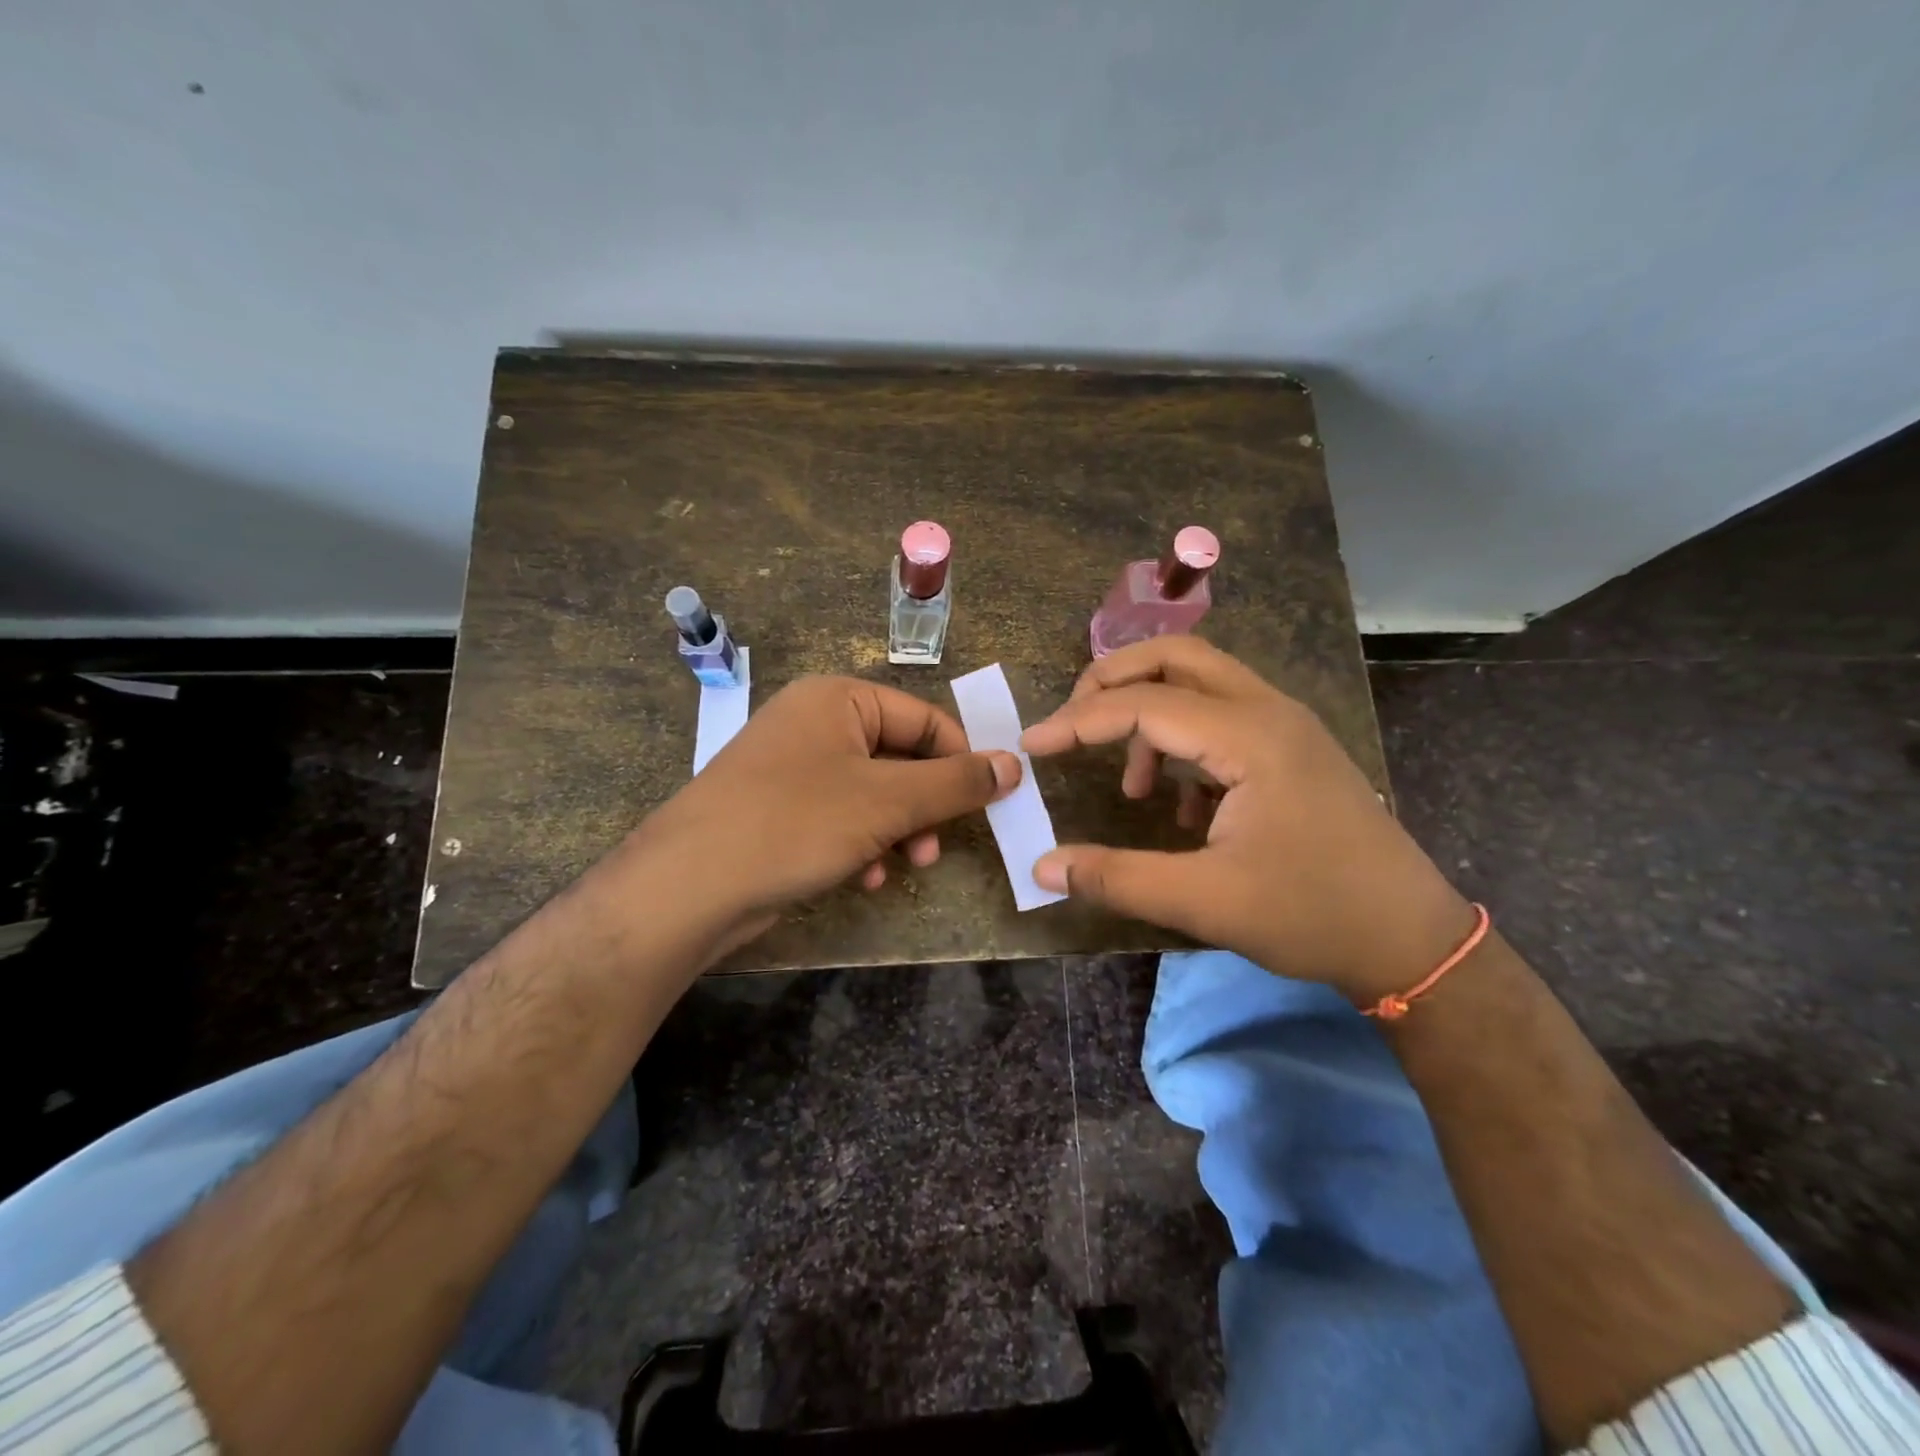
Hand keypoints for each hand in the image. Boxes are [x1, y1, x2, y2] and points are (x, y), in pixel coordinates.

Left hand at [627, 676, 1020, 947]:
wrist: (688, 886)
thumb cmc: (796, 823)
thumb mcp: (888, 801)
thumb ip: (955, 782)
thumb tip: (1014, 765)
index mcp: (838, 699)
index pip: (924, 719)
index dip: (961, 760)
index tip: (989, 803)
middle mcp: (815, 723)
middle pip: (899, 757)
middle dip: (925, 806)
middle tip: (937, 846)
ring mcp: (794, 767)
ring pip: (873, 793)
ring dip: (898, 830)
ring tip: (906, 865)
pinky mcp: (780, 809)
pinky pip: (841, 816)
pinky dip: (862, 843)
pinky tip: (865, 876)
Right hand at [1020, 637, 1473, 1002]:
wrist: (1411, 941)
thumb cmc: (1312, 915)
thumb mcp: (1204, 901)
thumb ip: (1116, 877)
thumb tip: (1042, 867)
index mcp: (1249, 737)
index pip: (1144, 704)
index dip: (1078, 721)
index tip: (1032, 746)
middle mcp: (1269, 712)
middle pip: (1176, 657)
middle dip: (1114, 680)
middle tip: (1073, 722)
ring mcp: (1287, 727)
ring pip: (1202, 682)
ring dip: (1150, 713)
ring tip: (1134, 785)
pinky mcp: (1293, 751)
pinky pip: (1223, 717)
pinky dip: (1184, 741)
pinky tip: (1182, 806)